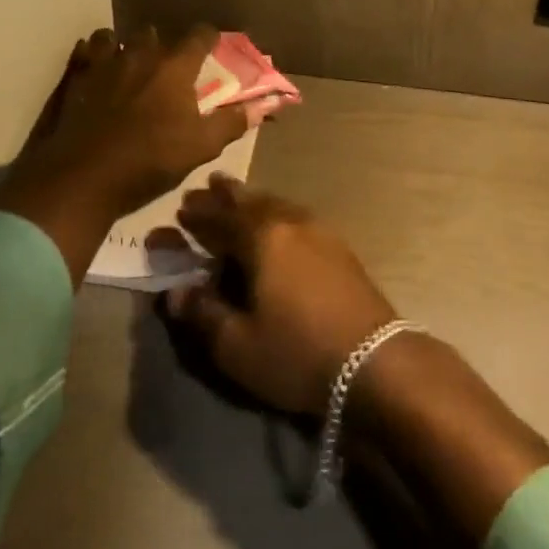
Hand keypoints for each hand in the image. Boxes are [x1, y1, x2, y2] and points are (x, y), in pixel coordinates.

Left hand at [0, 25, 248, 283]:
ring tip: (128, 64)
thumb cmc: (150, 160)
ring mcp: (104, 62)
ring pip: (116, 38)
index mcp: (175, 67)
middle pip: (155, 34)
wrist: (84, 178)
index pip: (199, 35)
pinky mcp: (76, 76)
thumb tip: (263, 106)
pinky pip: (85, 51)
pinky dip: (92, 55)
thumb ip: (232, 122)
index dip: (208, 38)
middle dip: (163, 45)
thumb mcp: (201, 147)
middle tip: (168, 66)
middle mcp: (141, 54)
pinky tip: (96, 69)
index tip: (212, 45)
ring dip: (124, 47)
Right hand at [165, 177, 398, 416]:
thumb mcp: (237, 345)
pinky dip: (275, 212)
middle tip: (203, 188)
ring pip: (275, 204)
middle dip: (223, 196)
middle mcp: (289, 222)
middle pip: (249, 201)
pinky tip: (277, 221)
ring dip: (251, 200)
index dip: (195, 217)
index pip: (219, 219)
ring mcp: (318, 230)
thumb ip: (203, 314)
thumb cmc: (297, 352)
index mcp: (261, 238)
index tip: (176, 212)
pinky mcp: (338, 245)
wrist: (374, 360)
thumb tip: (174, 292)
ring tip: (236, 197)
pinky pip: (295, 215)